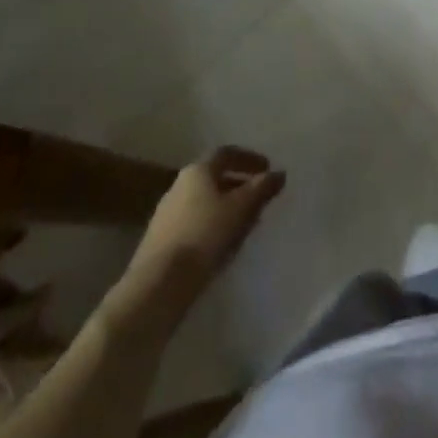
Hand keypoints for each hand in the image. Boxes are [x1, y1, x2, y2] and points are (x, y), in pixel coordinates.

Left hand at [114, 147, 284, 315]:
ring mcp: (167, 214)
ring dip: (226, 207)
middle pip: (214, 178)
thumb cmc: (205, 234)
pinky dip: (213, 225)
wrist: (159, 284)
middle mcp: (179, 185)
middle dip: (239, 185)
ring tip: (245, 224)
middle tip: (259, 198)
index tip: (267, 168)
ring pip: (204, 202)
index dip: (249, 159)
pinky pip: (194, 223)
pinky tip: (223, 244)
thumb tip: (279, 173)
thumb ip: (263, 187)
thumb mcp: (242, 207)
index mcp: (198, 171)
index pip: (227, 154)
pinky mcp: (161, 240)